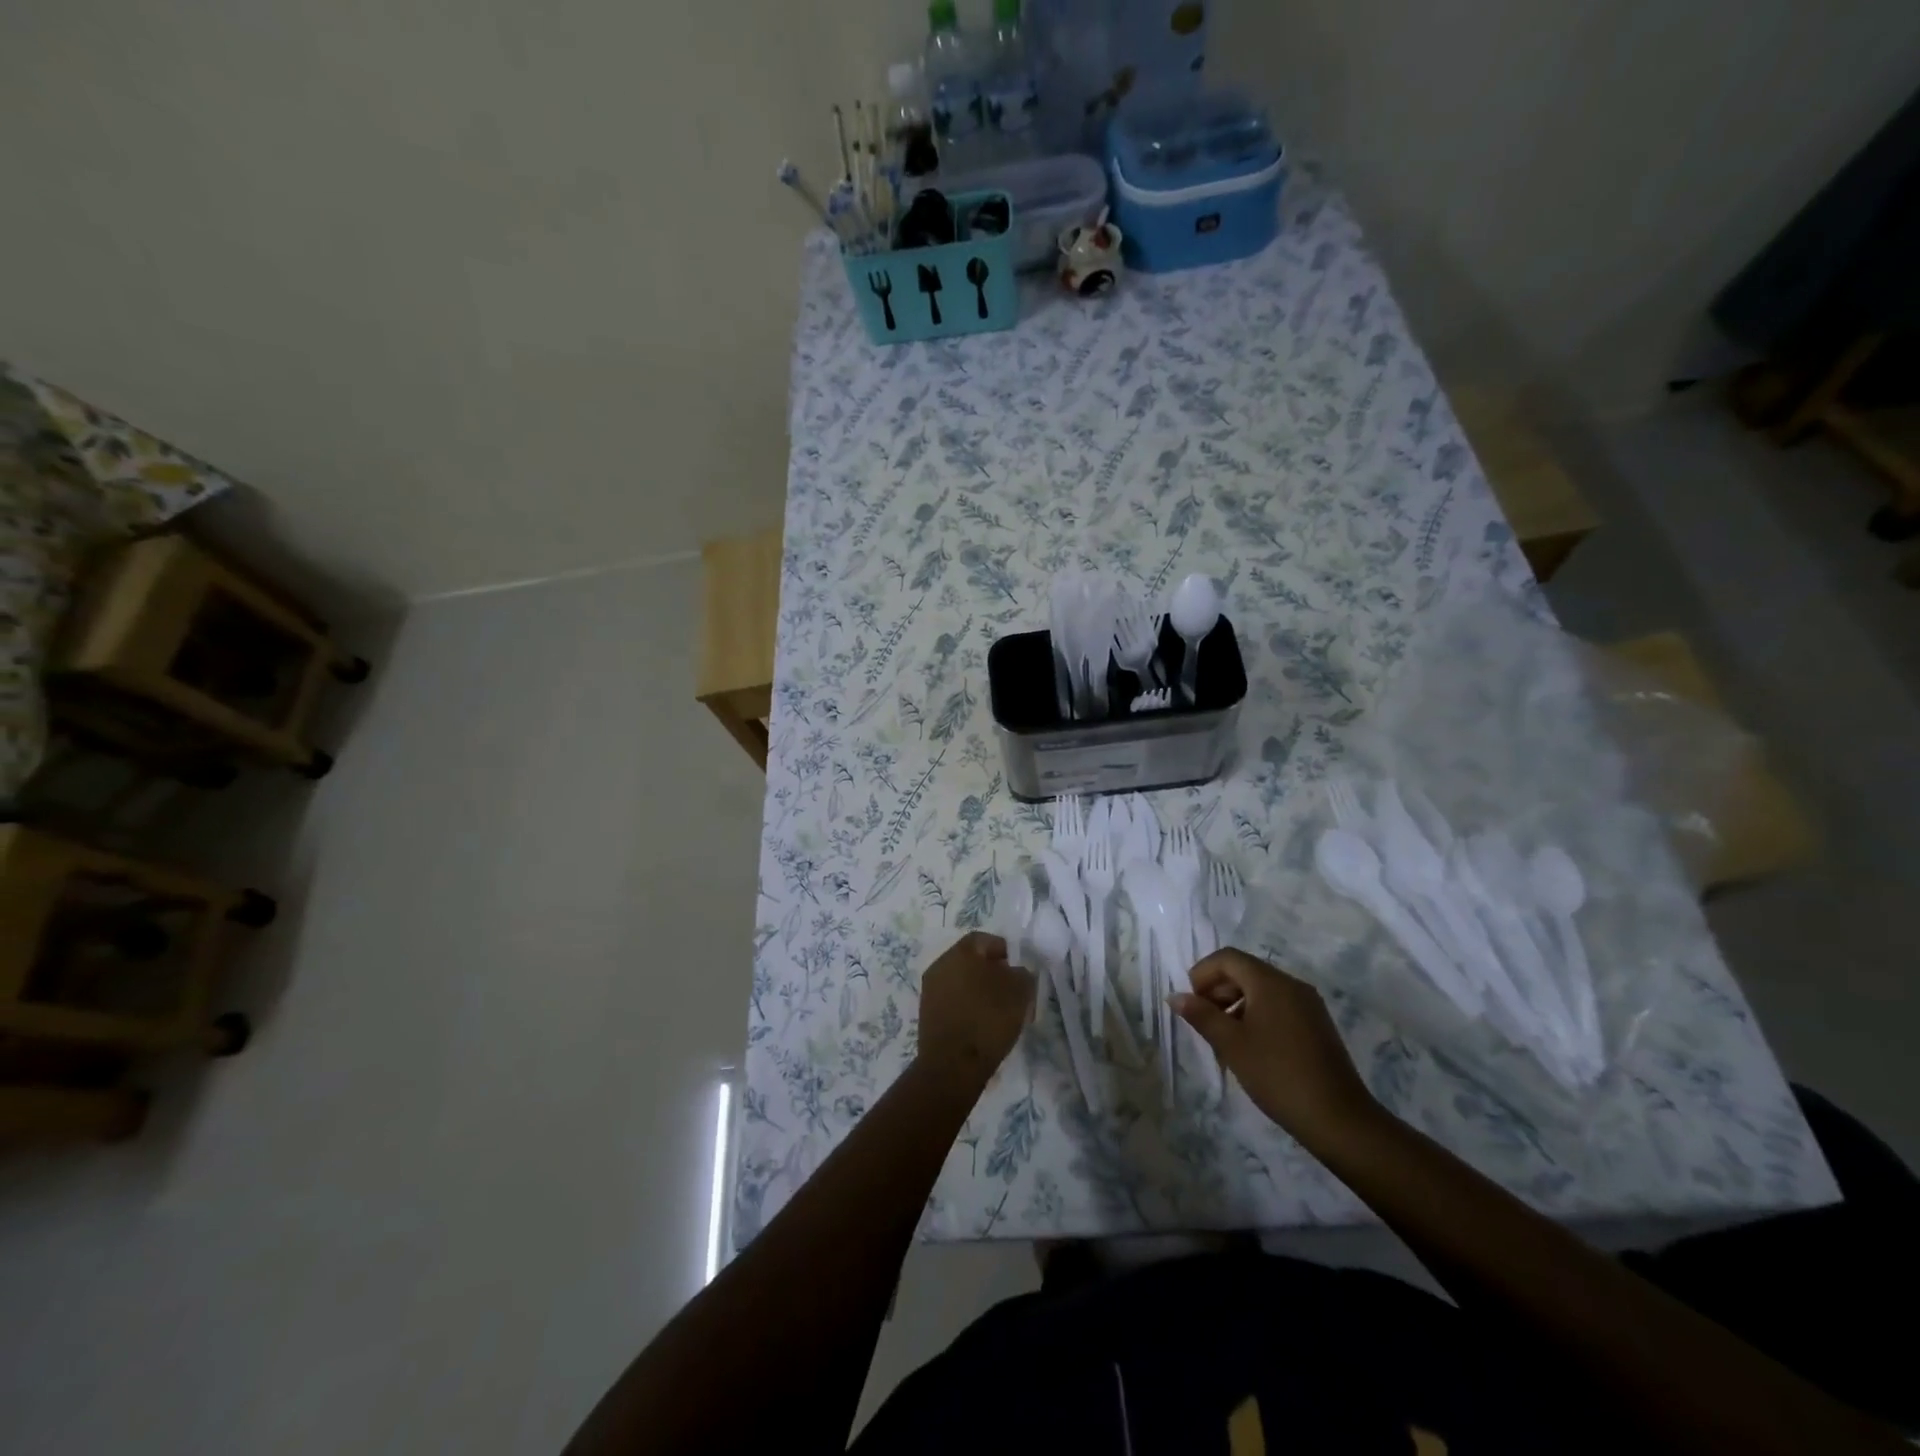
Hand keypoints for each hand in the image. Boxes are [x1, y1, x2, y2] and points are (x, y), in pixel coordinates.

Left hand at [916, 932, 1034, 1084]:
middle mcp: (940, 965)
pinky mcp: (927, 1015)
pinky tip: (982, 1025)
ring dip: (980, 992)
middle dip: (993, 973)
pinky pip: (953, 1002)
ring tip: (1000, 1012)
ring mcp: (930, 991)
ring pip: (961, 982)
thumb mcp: (1020, 991)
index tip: (1019, 970)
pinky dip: (968, 1008)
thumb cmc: (988, 1019)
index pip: (984, 940)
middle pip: (971, 961)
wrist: (953, 1065)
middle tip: (1012, 991)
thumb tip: (1015, 973)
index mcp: (960, 952)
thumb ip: (1022, 974)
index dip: (1004, 951)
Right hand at [1171, 949, 1376, 1145]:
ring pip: (1261, 990)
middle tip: (1202, 1021)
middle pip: (1245, 971)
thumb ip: (1201, 1015)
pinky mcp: (1317, 1025)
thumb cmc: (1278, 1075)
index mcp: (1270, 982)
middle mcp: (1291, 984)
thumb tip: (1175, 996)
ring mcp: (1308, 1005)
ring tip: (1223, 1038)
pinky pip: (1278, 1006)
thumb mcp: (1231, 1044)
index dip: (1202, 973)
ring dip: (1235, 1004)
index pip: (1228, 958)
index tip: (1191, 1003)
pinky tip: (1250, 1048)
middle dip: (1217, 989)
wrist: (1339, 1119)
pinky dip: (1256, 1015)